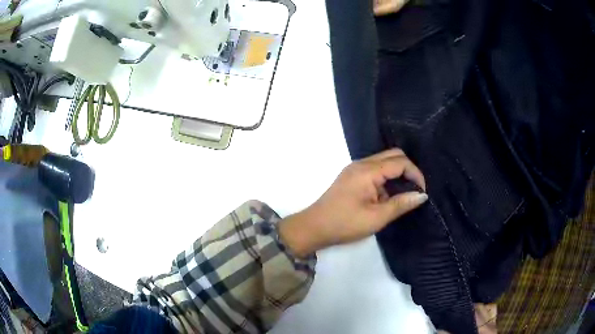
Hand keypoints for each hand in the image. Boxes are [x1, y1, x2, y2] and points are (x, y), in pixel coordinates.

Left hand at [279, 148, 427, 256]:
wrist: (313, 227)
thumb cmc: (344, 224)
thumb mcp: (376, 218)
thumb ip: (401, 204)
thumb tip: (422, 195)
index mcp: (368, 171)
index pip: (400, 162)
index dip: (415, 174)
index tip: (422, 192)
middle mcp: (361, 163)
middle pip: (393, 155)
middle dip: (408, 170)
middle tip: (414, 190)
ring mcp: (355, 168)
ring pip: (384, 161)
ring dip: (396, 175)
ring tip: (401, 196)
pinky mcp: (351, 176)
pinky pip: (375, 169)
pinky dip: (386, 179)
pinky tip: (386, 197)